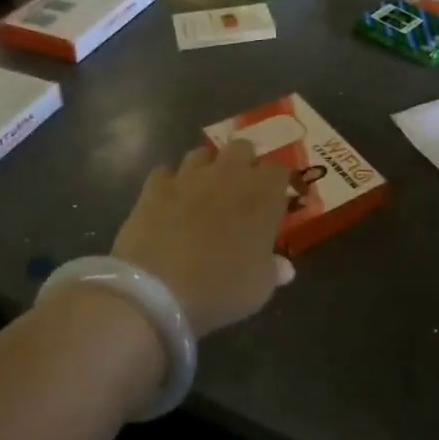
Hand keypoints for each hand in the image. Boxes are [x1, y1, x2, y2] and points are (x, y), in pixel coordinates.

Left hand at [110, 141, 295, 335]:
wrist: (155, 291)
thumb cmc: (219, 288)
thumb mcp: (258, 288)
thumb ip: (273, 270)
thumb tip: (284, 267)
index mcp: (262, 194)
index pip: (279, 169)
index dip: (275, 185)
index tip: (272, 203)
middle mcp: (229, 174)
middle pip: (242, 148)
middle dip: (243, 164)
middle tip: (239, 192)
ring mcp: (189, 176)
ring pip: (202, 154)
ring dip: (206, 169)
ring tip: (202, 194)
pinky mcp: (154, 187)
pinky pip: (165, 173)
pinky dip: (169, 184)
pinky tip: (169, 202)